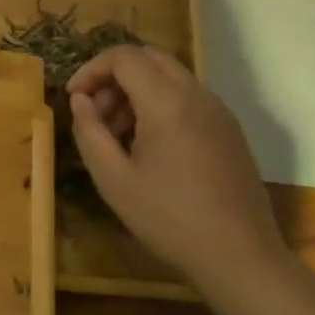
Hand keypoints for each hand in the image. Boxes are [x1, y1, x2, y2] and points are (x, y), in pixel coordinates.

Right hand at [67, 44, 288, 294]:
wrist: (240, 257)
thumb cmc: (169, 219)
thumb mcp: (113, 179)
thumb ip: (89, 132)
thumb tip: (80, 100)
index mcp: (167, 102)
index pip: (124, 57)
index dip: (91, 69)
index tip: (74, 98)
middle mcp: (197, 95)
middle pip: (148, 58)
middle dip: (114, 75)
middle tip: (95, 112)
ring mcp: (218, 110)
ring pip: (169, 76)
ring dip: (136, 90)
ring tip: (117, 134)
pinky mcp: (229, 129)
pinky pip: (187, 96)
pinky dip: (159, 103)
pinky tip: (148, 145)